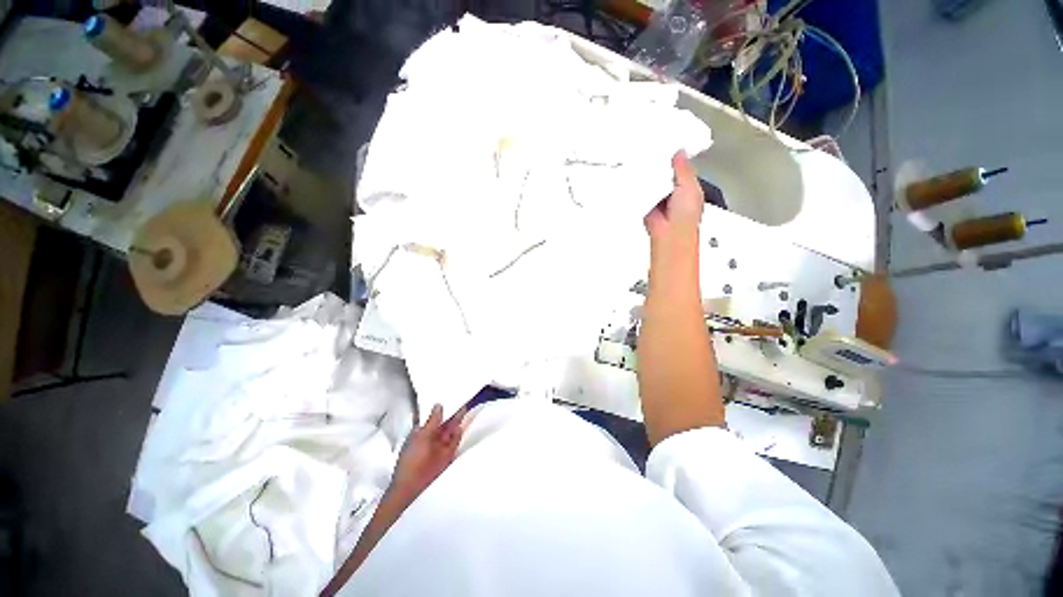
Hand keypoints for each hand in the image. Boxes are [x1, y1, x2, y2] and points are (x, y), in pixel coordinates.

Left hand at [388, 404, 464, 505]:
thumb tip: (439, 404)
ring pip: (451, 430)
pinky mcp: (449, 455)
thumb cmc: (412, 460)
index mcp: (421, 433)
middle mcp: (432, 438)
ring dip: (457, 420)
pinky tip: (461, 424)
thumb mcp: (421, 437)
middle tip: (461, 397)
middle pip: (444, 422)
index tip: (449, 395)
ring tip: (465, 406)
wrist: (413, 488)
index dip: (441, 408)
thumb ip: (432, 421)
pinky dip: (458, 433)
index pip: (433, 417)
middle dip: (452, 412)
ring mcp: (440, 447)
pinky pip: (455, 441)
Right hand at [644, 151, 703, 243]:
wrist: (669, 233)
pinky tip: (638, 179)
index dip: (674, 158)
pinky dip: (640, 188)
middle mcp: (673, 193)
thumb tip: (679, 153)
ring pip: (652, 183)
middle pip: (664, 174)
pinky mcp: (646, 205)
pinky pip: (642, 193)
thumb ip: (683, 169)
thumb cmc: (685, 214)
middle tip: (653, 152)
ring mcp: (659, 199)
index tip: (666, 146)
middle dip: (659, 166)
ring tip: (645, 164)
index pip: (680, 168)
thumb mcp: (690, 186)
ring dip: (649, 177)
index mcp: (688, 187)